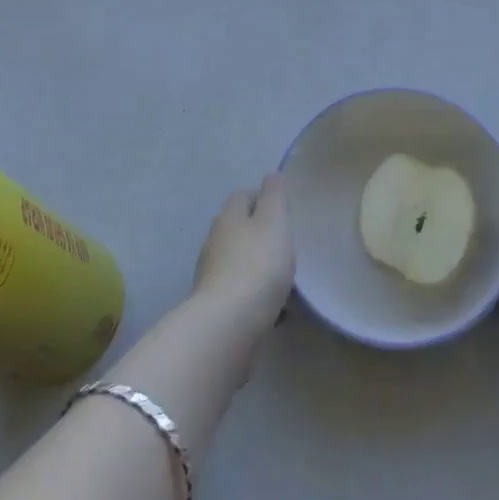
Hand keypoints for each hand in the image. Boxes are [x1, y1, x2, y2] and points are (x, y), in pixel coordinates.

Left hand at [191, 174, 293, 343]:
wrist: (228, 324)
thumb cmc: (257, 264)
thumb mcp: (274, 222)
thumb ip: (274, 196)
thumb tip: (271, 175)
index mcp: (229, 217)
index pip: (244, 196)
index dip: (264, 199)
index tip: (285, 212)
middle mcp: (215, 240)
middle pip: (239, 228)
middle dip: (261, 234)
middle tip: (287, 246)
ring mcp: (211, 273)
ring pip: (239, 260)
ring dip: (258, 265)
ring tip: (285, 279)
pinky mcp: (215, 304)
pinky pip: (240, 290)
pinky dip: (255, 292)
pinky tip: (275, 307)